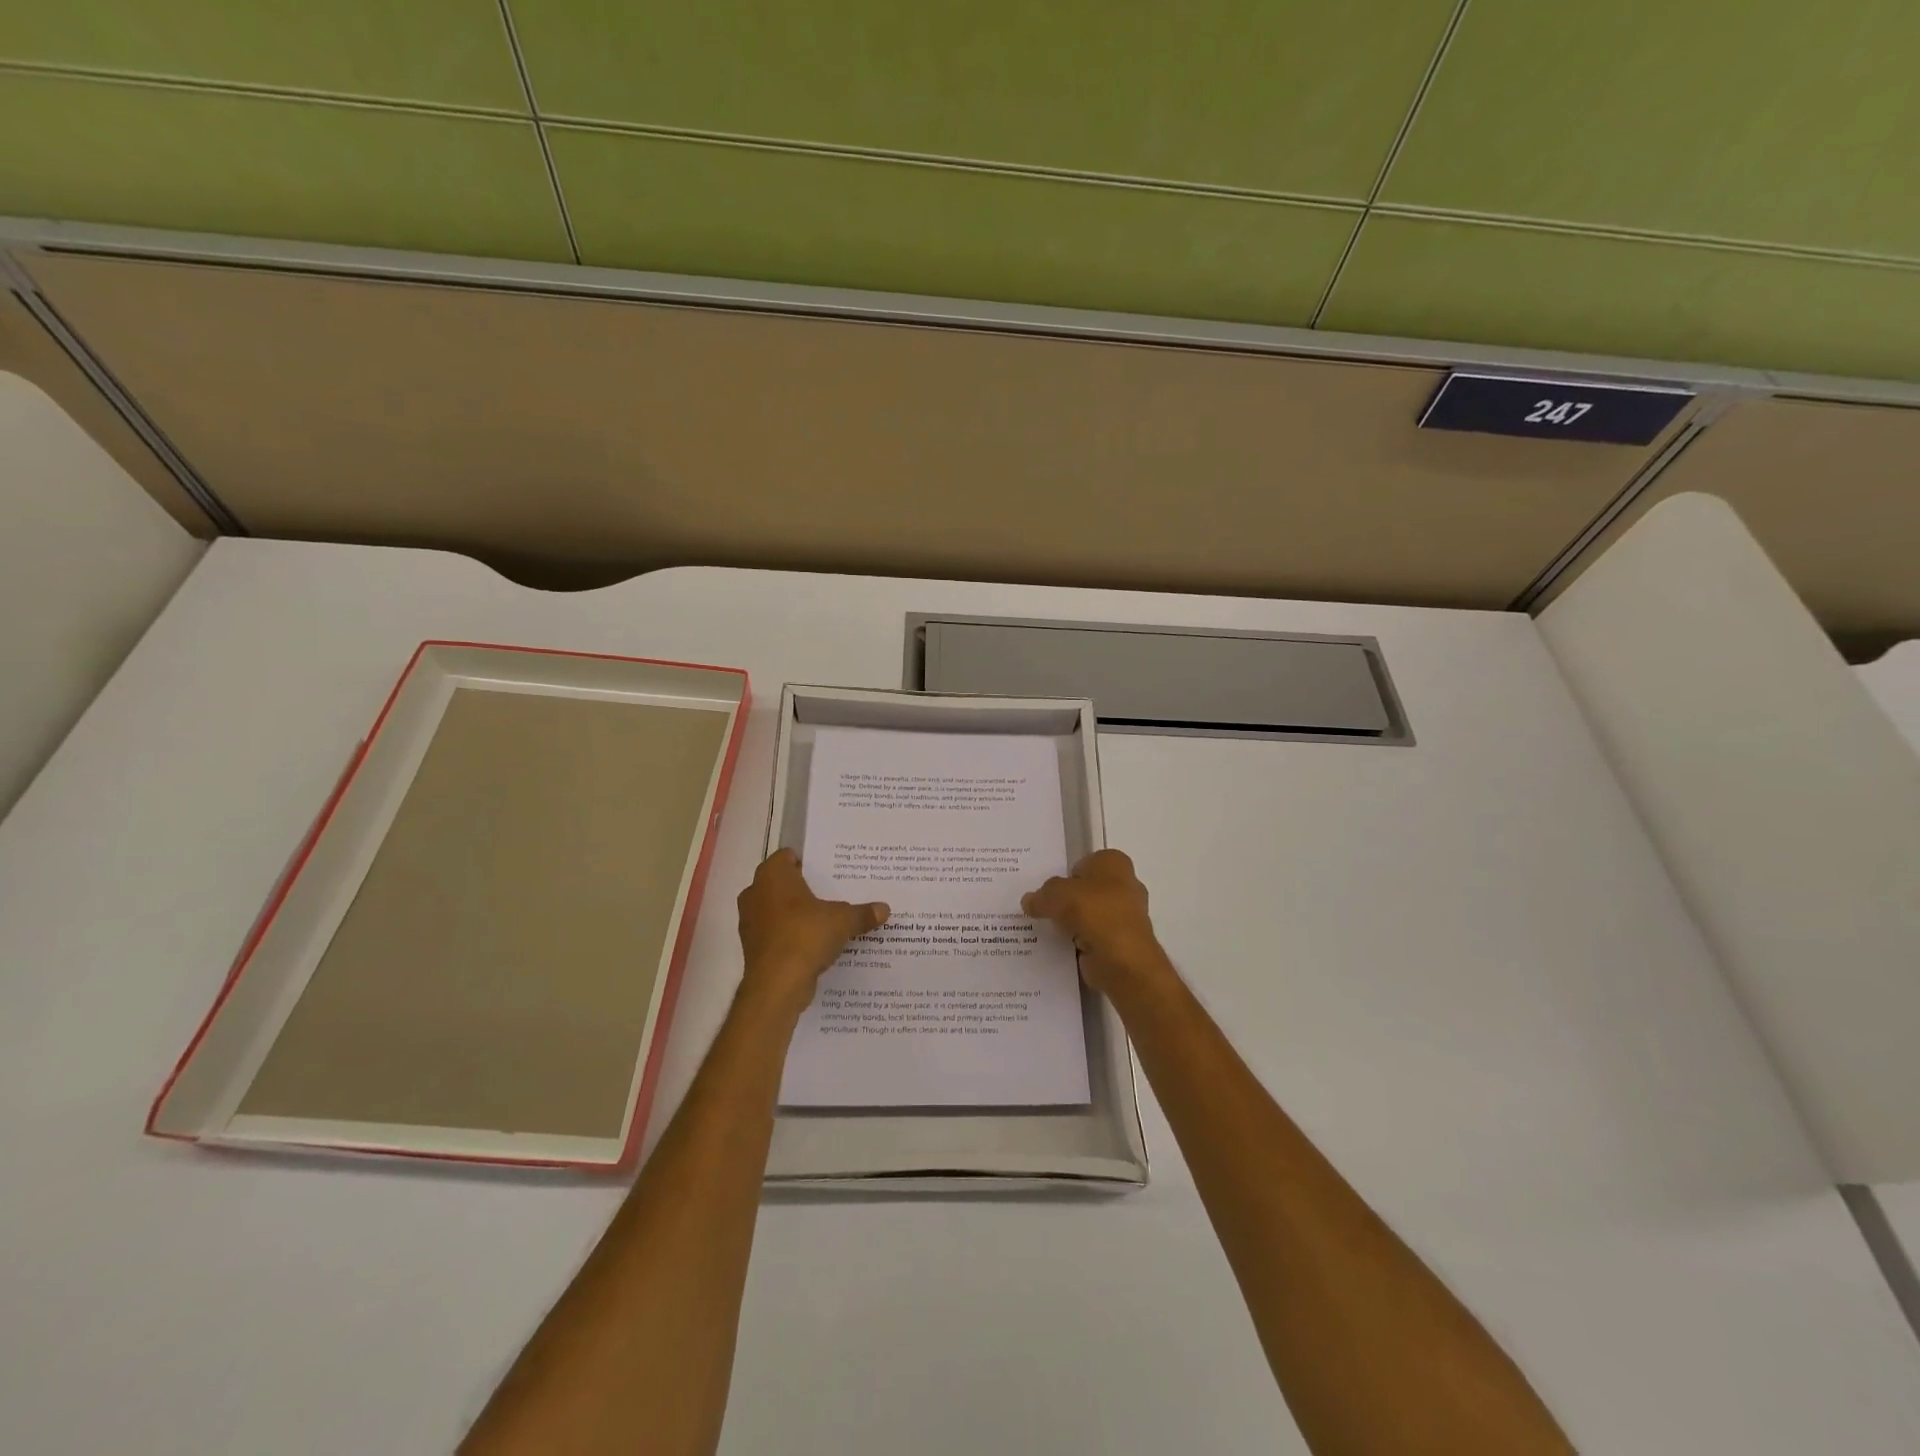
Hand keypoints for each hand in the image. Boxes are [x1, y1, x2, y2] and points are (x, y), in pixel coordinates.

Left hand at [737, 849, 888, 1011]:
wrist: (777, 985)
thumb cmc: (806, 936)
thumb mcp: (843, 920)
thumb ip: (863, 913)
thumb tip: (884, 909)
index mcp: (773, 876)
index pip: (787, 856)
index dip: (808, 861)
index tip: (829, 870)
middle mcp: (755, 893)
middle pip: (782, 883)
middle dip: (804, 888)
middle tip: (832, 892)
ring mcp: (751, 921)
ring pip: (777, 909)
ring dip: (796, 914)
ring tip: (825, 919)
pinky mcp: (753, 947)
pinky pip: (776, 933)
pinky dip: (790, 936)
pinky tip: (813, 944)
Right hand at [1021, 849, 1170, 996]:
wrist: (1122, 958)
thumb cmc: (1093, 911)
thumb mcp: (1056, 894)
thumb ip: (1042, 895)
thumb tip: (1029, 901)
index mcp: (1114, 863)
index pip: (1086, 862)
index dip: (1066, 873)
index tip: (1047, 888)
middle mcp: (1125, 885)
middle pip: (1088, 889)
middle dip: (1069, 899)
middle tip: (1042, 907)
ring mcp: (1126, 916)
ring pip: (1090, 915)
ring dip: (1073, 923)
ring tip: (1046, 929)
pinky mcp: (1122, 943)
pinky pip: (1093, 937)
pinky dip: (1080, 943)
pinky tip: (1060, 947)